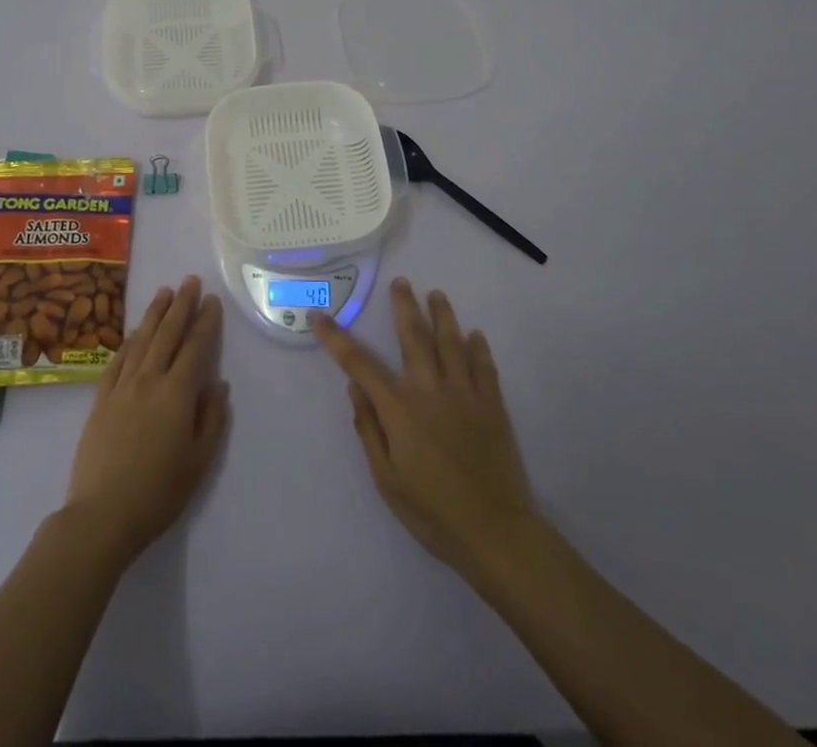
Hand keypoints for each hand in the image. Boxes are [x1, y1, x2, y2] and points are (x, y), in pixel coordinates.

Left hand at [63, 276, 229, 566]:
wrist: (101, 515)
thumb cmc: (158, 493)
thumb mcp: (198, 463)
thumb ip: (211, 419)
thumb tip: (218, 384)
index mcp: (177, 394)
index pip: (195, 347)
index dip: (205, 322)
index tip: (212, 300)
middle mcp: (149, 380)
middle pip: (168, 334)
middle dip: (181, 305)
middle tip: (190, 281)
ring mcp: (122, 387)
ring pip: (141, 340)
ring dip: (154, 314)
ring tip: (164, 292)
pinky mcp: (101, 398)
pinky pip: (118, 360)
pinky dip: (129, 341)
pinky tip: (135, 332)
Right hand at [314, 278, 537, 578]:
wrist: (497, 534)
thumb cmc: (433, 513)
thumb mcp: (387, 480)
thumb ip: (369, 431)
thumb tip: (355, 390)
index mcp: (400, 409)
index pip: (360, 364)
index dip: (336, 339)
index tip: (319, 316)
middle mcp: (431, 390)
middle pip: (413, 337)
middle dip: (404, 307)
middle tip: (401, 282)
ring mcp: (465, 394)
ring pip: (451, 343)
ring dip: (442, 315)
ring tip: (436, 294)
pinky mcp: (493, 406)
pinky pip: (485, 367)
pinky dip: (479, 348)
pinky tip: (475, 335)